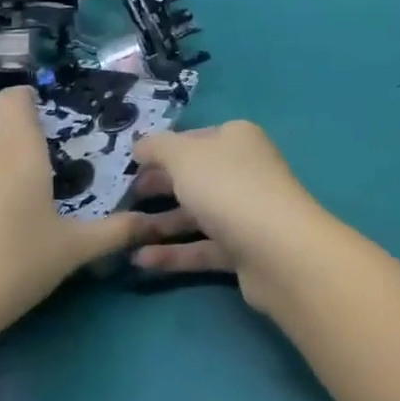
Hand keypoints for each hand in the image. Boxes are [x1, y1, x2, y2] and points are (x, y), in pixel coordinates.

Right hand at [125, 120, 335, 312]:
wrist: (277, 249)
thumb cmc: (227, 187)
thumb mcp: (184, 156)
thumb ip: (158, 147)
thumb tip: (142, 145)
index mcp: (237, 139)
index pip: (194, 139)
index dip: (163, 150)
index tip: (130, 166)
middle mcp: (245, 170)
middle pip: (195, 176)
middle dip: (159, 186)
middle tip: (122, 199)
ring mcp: (246, 211)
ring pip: (197, 214)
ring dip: (160, 223)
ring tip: (123, 234)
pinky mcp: (244, 250)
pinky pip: (202, 248)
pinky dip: (173, 253)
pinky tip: (140, 261)